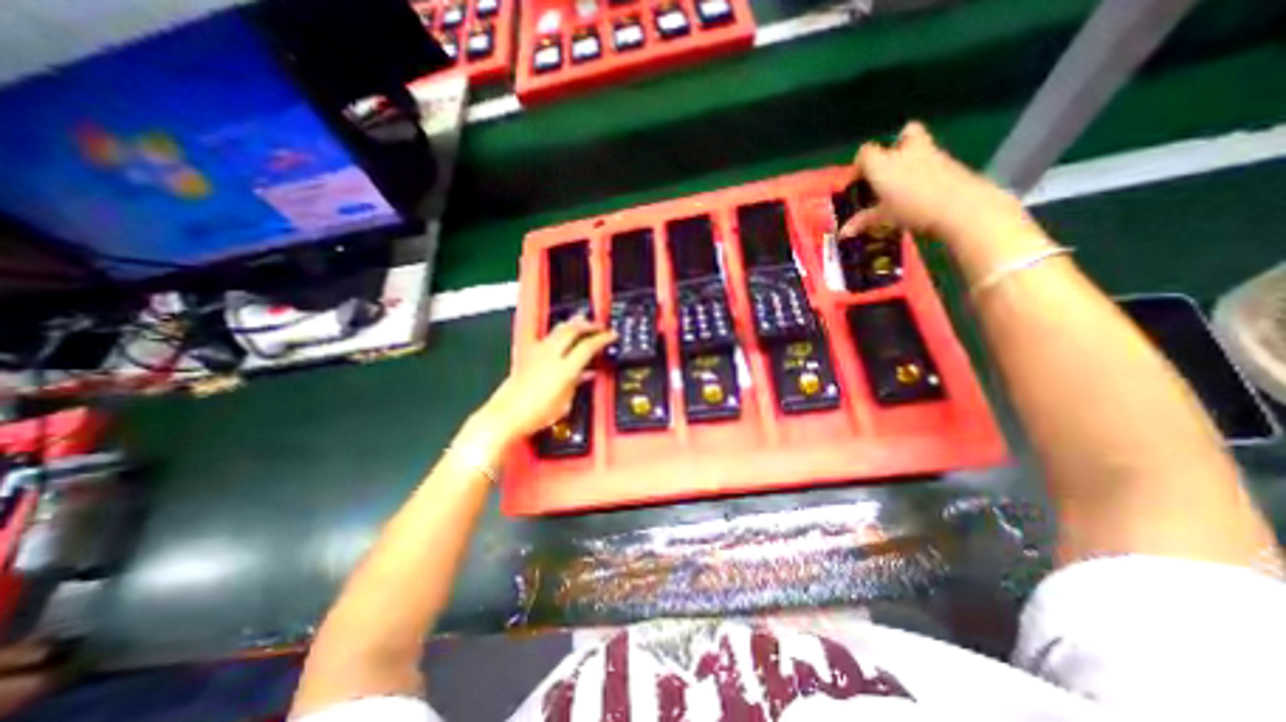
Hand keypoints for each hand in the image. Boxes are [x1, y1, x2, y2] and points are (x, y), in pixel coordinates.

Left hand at [474, 315, 613, 444]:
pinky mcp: (527, 353)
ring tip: (582, 322)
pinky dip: (557, 333)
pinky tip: (559, 335)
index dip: (603, 338)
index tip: (611, 335)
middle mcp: (551, 355)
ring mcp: (537, 352)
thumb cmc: (537, 414)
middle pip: (573, 330)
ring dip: (573, 324)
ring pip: (558, 329)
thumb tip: (587, 374)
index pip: (588, 346)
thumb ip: (577, 383)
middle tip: (599, 326)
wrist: (506, 415)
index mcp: (564, 369)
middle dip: (589, 325)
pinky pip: (546, 337)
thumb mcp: (565, 402)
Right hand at [841, 121, 1036, 245]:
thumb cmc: (911, 209)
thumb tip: (842, 233)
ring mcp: (933, 154)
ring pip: (921, 146)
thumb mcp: (882, 218)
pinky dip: (927, 172)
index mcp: (884, 163)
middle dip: (897, 145)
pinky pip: (935, 162)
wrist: (960, 206)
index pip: (865, 153)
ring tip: (905, 186)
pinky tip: (923, 192)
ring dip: (913, 160)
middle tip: (890, 168)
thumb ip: (862, 221)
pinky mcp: (952, 163)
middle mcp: (907, 152)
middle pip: (904, 134)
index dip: (859, 165)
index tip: (856, 183)